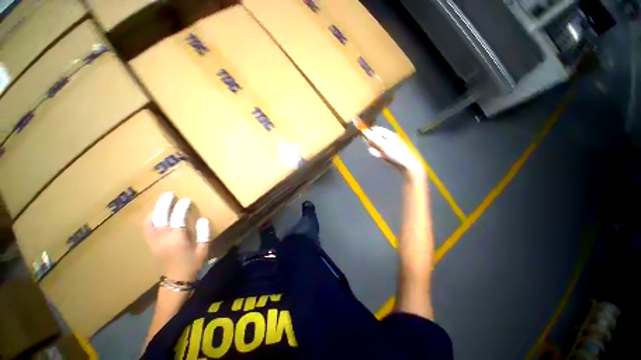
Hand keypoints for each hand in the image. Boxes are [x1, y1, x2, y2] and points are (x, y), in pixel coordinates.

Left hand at [143, 192, 211, 281]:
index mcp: (177, 239)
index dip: (182, 207)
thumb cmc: (192, 263)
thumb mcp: (203, 249)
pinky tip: (154, 213)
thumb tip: (202, 219)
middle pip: (160, 216)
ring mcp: (154, 241)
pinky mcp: (151, 243)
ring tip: (162, 201)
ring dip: (155, 209)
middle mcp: (163, 238)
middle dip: (164, 203)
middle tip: (169, 194)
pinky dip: (149, 218)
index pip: (177, 218)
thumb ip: (203, 233)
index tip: (187, 200)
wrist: (176, 280)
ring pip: (150, 221)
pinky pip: (146, 227)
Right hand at [362, 126, 424, 177]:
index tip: (364, 136)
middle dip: (372, 142)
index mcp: (389, 134)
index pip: (376, 129)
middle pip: (375, 138)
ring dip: (374, 149)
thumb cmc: (396, 153)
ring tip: (379, 154)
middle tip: (371, 146)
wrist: (406, 165)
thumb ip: (373, 138)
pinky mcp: (386, 154)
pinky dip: (378, 154)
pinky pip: (379, 152)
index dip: (370, 132)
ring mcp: (387, 147)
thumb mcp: (383, 145)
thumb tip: (365, 130)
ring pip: (375, 146)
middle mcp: (388, 139)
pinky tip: (381, 157)